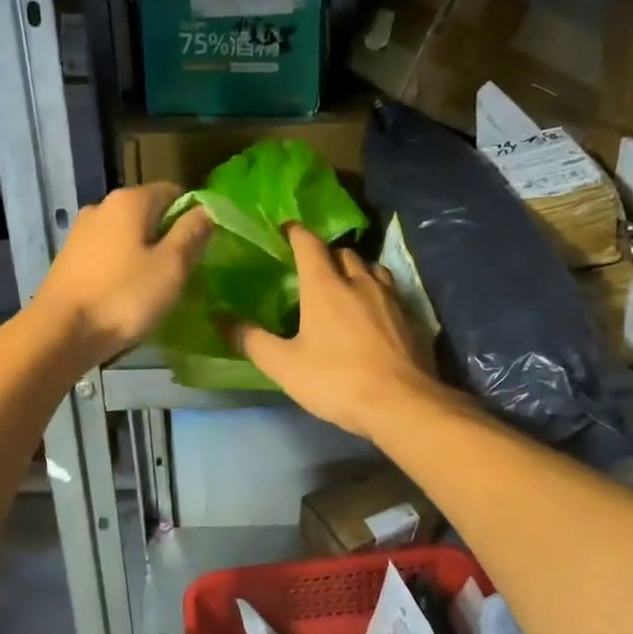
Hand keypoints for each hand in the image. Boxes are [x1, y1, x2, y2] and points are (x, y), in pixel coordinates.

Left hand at [33, 182, 212, 365]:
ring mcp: (81, 231)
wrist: (59, 332)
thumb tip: (206, 210)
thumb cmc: (123, 298)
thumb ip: (192, 233)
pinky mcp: (69, 257)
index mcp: (130, 200)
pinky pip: (107, 254)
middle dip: (167, 238)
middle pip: (148, 213)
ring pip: (126, 235)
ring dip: (143, 255)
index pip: (174, 192)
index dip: (192, 217)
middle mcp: (102, 206)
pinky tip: (124, 294)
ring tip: (153, 288)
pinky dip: (121, 267)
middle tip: (180, 273)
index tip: (199, 249)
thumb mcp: (171, 267)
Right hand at [229, 226, 441, 438]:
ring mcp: (391, 298)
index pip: (309, 244)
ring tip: (346, 284)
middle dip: (327, 254)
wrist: (401, 404)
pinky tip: (375, 313)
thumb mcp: (284, 366)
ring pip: (372, 268)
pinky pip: (393, 292)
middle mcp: (360, 281)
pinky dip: (379, 293)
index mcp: (325, 286)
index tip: (286, 229)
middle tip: (313, 268)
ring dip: (357, 269)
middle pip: (343, 252)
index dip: (296, 233)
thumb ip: (252, 340)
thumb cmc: (336, 380)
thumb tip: (220, 319)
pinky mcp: (412, 317)